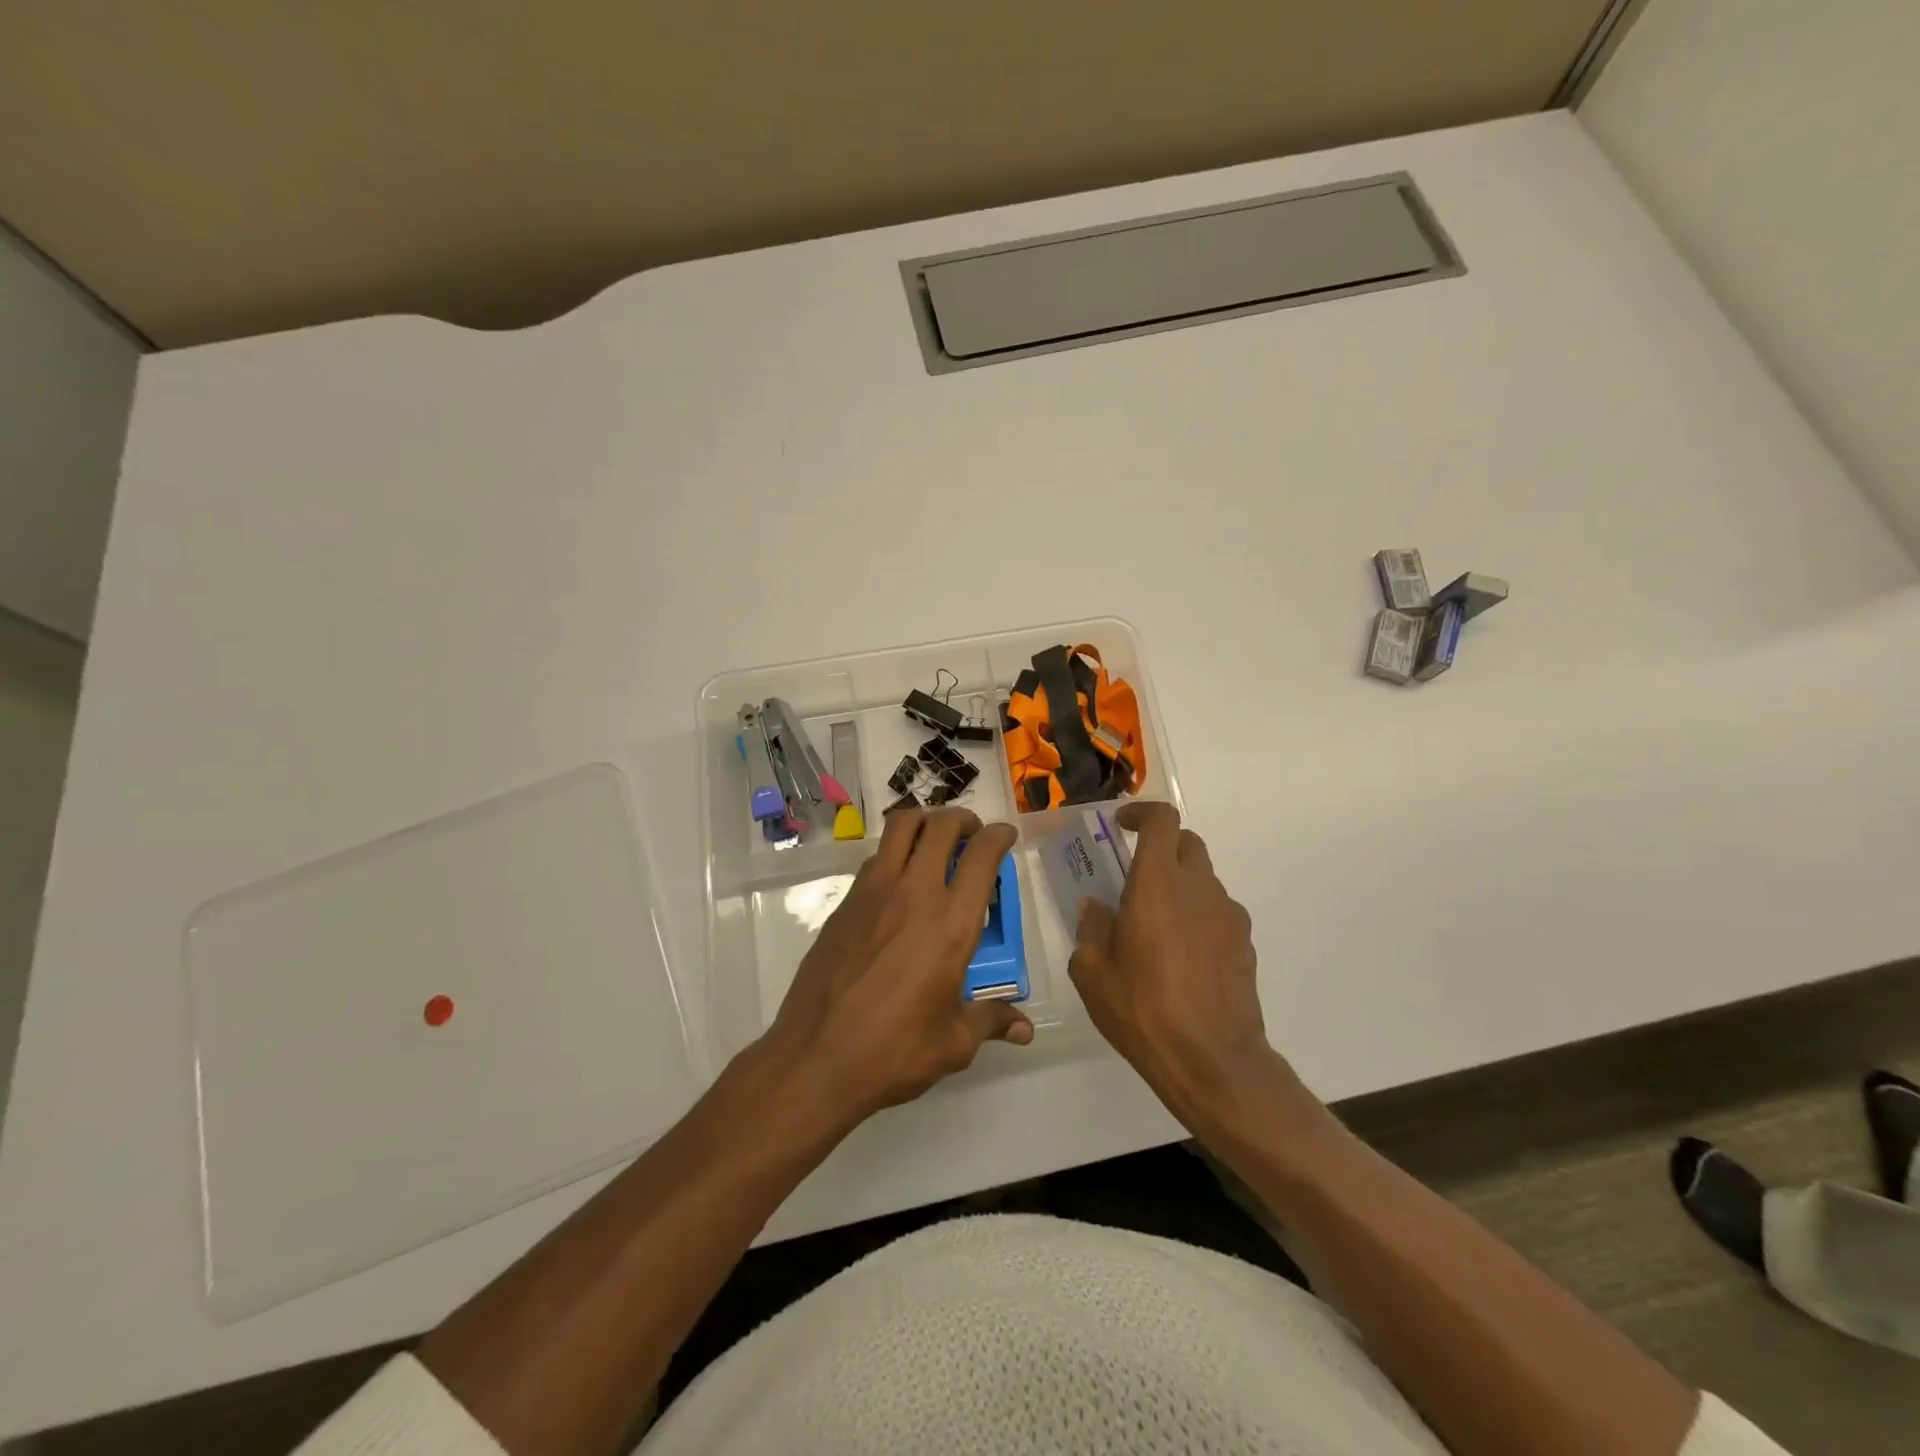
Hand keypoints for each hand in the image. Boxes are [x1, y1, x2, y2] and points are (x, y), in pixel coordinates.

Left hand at [761, 807, 1033, 1126]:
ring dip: (924, 823)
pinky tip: (899, 884)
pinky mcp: (845, 903)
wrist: (815, 1059)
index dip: (999, 836)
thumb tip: (1024, 1031)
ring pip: (901, 826)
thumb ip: (990, 1021)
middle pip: (940, 825)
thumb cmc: (894, 1052)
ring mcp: (873, 892)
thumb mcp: (953, 1043)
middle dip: (962, 820)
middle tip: (970, 834)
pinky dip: (894, 853)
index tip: (1005, 836)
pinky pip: (875, 859)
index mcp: (952, 923)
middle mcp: (915, 894)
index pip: (982, 854)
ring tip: (934, 843)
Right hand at [1071, 802, 1283, 1125]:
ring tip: (1155, 925)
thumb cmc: (1142, 1009)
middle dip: (1161, 847)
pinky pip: (1217, 913)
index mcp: (1158, 883)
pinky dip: (1198, 917)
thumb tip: (1096, 908)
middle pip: (1187, 843)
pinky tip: (1182, 956)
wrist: (1212, 1061)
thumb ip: (1091, 929)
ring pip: (1204, 879)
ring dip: (1180, 885)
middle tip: (1134, 874)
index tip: (1121, 826)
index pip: (1162, 821)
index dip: (1141, 814)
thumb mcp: (1092, 971)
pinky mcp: (1244, 944)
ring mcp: (1228, 915)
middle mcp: (1198, 888)